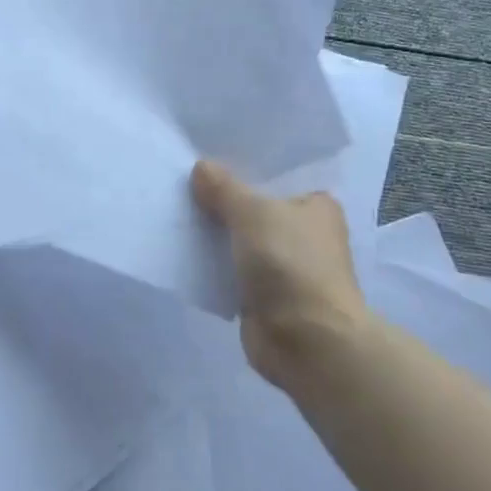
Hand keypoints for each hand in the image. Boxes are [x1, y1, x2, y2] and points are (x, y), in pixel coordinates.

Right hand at [192, 159, 373, 391]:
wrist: (307, 342)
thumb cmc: (291, 265)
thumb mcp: (254, 214)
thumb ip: (224, 189)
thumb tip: (201, 167)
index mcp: (315, 205)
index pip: (277, 173)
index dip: (245, 162)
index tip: (209, 149)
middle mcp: (302, 232)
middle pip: (254, 205)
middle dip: (222, 195)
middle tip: (182, 173)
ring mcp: (282, 265)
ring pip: (239, 237)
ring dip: (213, 228)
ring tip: (174, 204)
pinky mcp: (262, 294)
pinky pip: (230, 267)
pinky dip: (210, 260)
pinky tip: (181, 244)